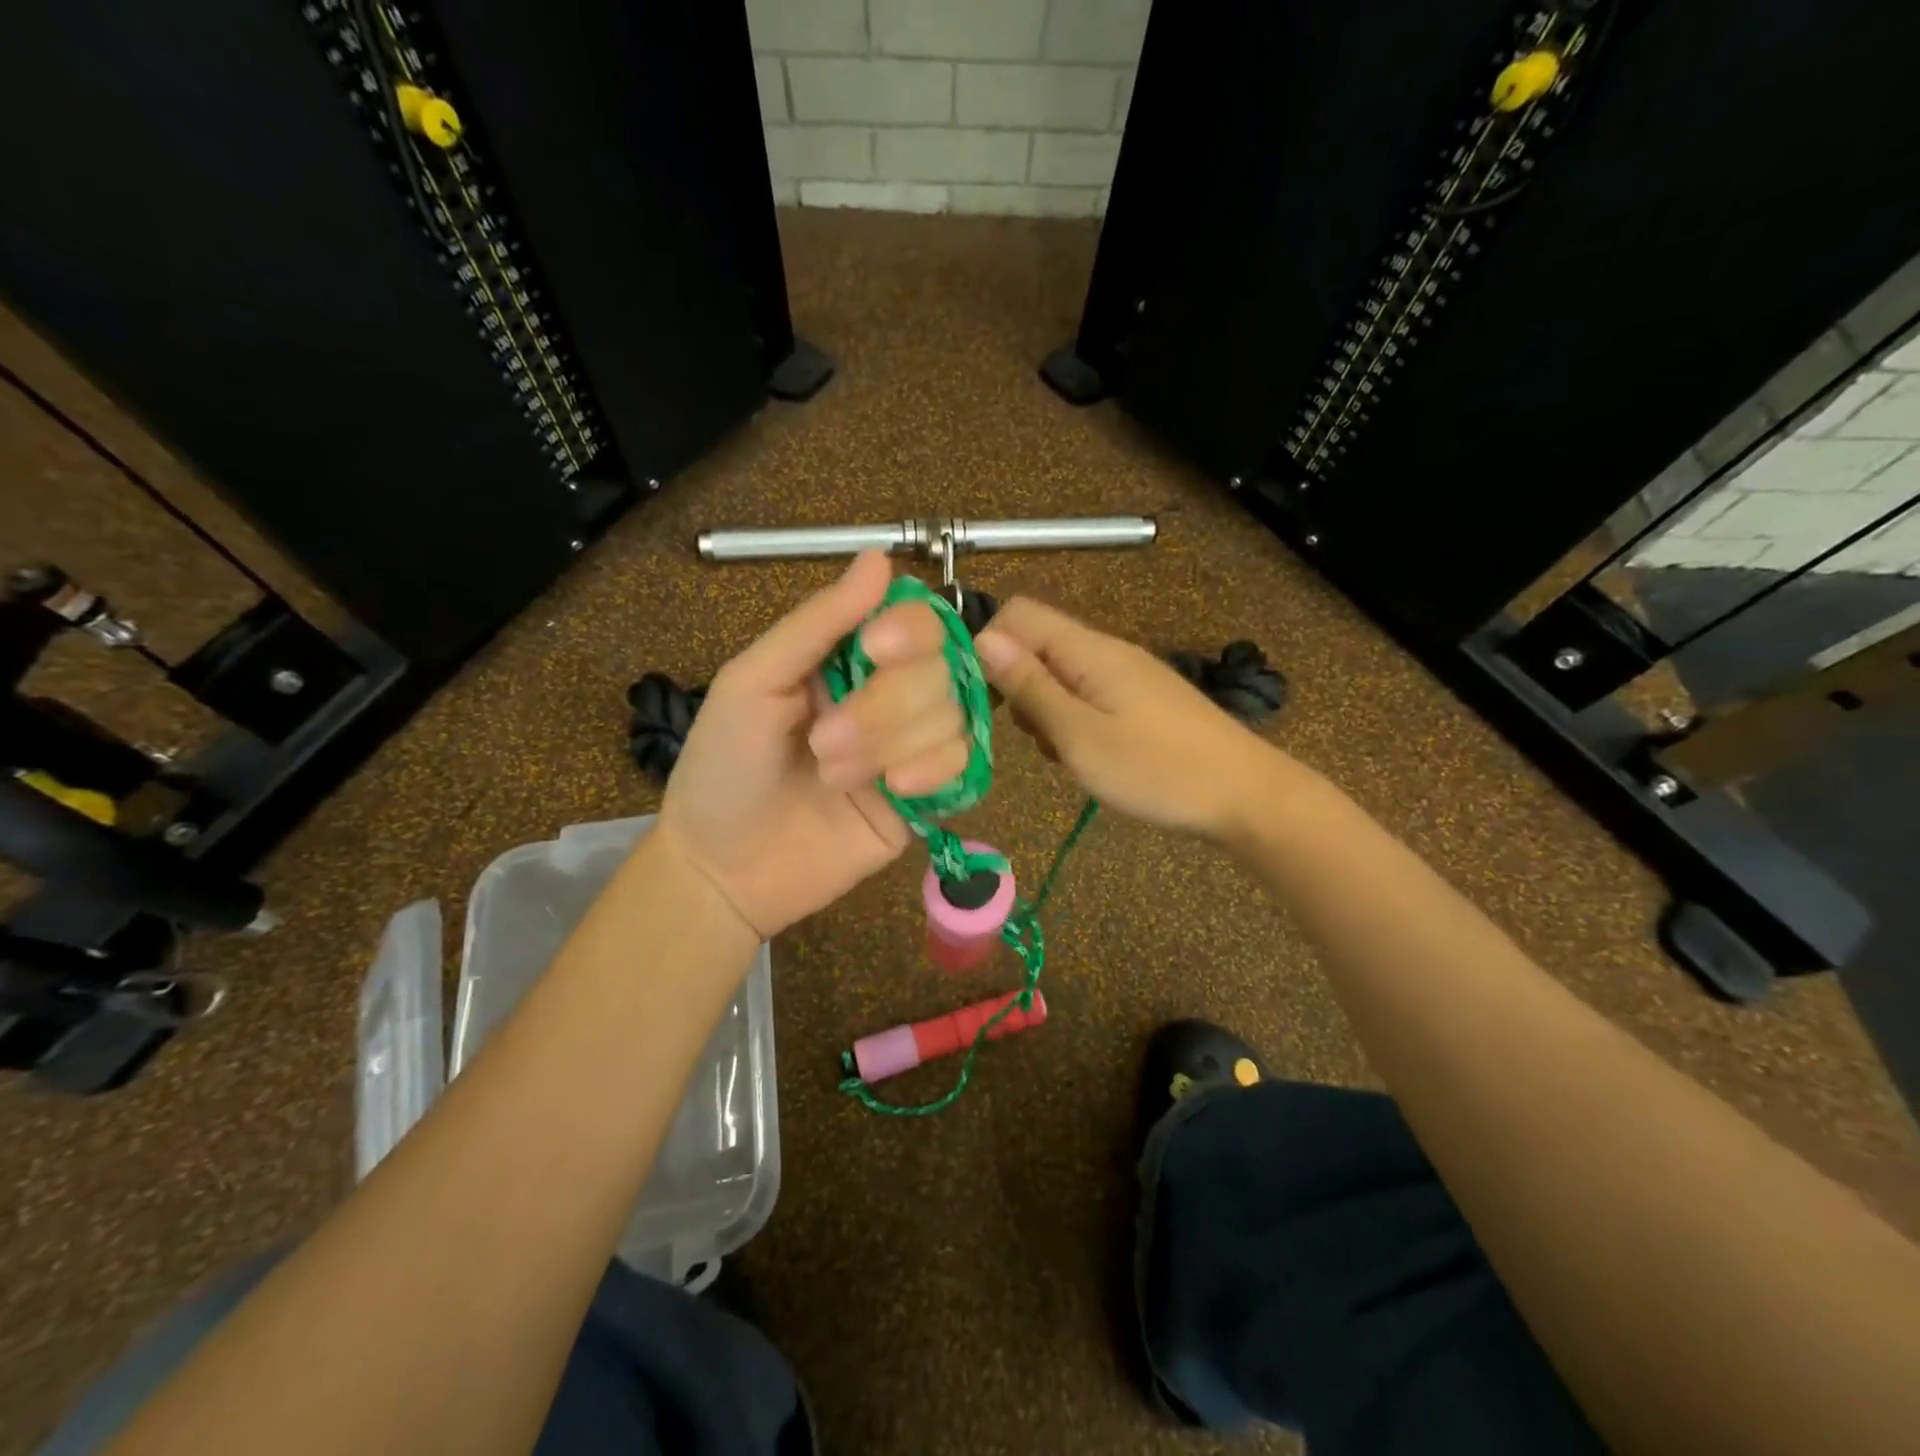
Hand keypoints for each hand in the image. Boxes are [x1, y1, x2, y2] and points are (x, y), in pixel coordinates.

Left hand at [656, 552, 967, 938]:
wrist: (724, 869)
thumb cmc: (724, 767)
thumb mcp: (753, 681)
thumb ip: (818, 623)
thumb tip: (879, 558)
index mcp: (846, 658)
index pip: (913, 621)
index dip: (909, 631)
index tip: (876, 650)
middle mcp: (887, 694)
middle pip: (939, 670)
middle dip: (884, 707)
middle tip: (823, 743)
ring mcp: (910, 746)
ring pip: (952, 716)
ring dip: (892, 745)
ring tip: (834, 777)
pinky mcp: (926, 796)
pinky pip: (963, 765)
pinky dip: (934, 770)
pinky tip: (897, 791)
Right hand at [975, 598, 1290, 841]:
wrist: (1245, 795)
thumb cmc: (1156, 770)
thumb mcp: (1079, 735)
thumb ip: (1030, 686)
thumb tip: (983, 639)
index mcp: (1088, 650)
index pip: (1018, 614)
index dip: (990, 648)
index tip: (986, 700)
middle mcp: (1105, 652)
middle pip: (1037, 646)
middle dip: (1018, 688)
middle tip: (1035, 737)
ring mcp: (1126, 676)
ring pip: (1060, 677)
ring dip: (1046, 712)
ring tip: (1066, 754)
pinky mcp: (1140, 701)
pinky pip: (1088, 697)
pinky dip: (1074, 723)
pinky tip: (1090, 758)